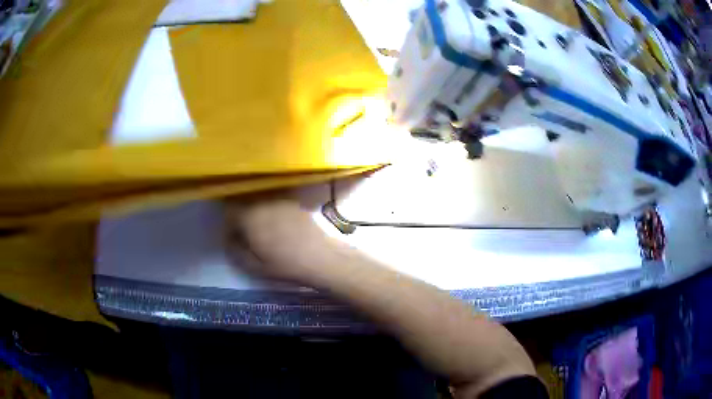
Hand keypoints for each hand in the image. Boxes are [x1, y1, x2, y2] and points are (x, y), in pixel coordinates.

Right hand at [224, 191, 330, 281]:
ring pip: (260, 201)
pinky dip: (272, 210)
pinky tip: (279, 225)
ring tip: (263, 230)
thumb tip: (229, 241)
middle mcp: (262, 203)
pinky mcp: (294, 203)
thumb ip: (237, 252)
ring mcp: (280, 201)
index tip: (234, 239)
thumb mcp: (255, 266)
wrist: (320, 258)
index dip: (229, 226)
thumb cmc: (285, 265)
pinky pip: (276, 202)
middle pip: (244, 204)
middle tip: (247, 235)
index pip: (229, 214)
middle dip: (241, 217)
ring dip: (256, 212)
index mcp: (249, 218)